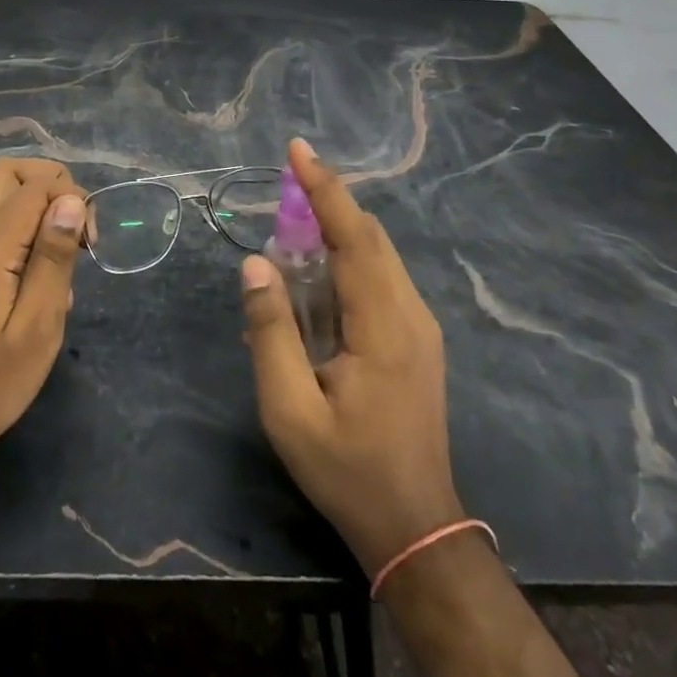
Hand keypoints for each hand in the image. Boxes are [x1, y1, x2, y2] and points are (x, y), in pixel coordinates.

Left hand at [0, 159, 87, 470]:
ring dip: (38, 207)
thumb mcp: (37, 327)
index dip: (73, 198)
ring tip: (64, 257)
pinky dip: (24, 230)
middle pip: (8, 173)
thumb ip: (53, 258)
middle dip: (52, 183)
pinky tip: (41, 281)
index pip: (35, 185)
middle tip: (77, 227)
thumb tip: (73, 200)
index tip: (91, 243)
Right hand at [240, 139, 465, 573]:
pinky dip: (348, 257)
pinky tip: (317, 273)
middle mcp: (411, 313)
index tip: (298, 149)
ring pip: (379, 254)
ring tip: (292, 225)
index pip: (354, 236)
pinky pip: (381, 278)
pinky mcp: (417, 339)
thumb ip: (271, 332)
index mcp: (384, 325)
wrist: (416, 527)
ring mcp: (420, 326)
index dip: (324, 189)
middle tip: (284, 185)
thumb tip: (256, 264)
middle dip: (328, 201)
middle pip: (371, 236)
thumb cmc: (347, 470)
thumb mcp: (289, 410)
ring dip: (337, 229)